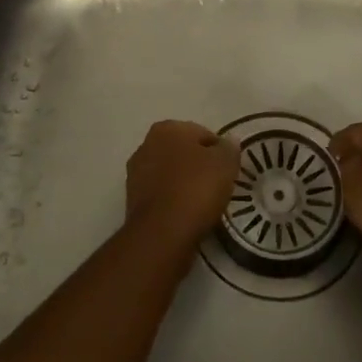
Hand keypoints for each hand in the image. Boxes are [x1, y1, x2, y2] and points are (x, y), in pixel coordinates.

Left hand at [125, 120, 240, 249]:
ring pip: (170, 174)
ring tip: (203, 203)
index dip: (219, 151)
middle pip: (183, 152)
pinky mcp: (132, 199)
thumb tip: (229, 140)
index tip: (229, 170)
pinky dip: (173, 200)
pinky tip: (186, 214)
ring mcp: (136, 172)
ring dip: (184, 183)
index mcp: (167, 128)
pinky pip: (161, 194)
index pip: (202, 134)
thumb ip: (229, 148)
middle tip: (218, 186)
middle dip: (199, 165)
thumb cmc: (196, 189)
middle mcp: (147, 144)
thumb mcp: (225, 164)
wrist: (162, 233)